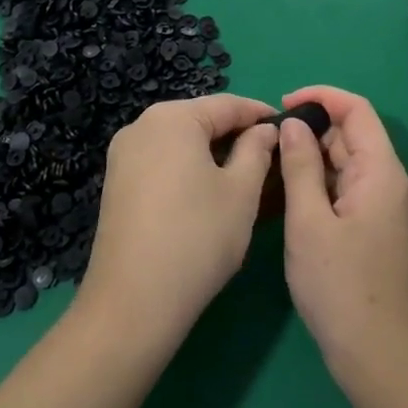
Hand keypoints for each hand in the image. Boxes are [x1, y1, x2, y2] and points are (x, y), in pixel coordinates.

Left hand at [79, 93, 279, 349]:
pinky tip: (208, 195)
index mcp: (173, 117)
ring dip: (213, 154)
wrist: (133, 303)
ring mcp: (123, 154)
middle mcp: (142, 125)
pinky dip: (188, 169)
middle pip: (201, 120)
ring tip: (245, 179)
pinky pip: (162, 162)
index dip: (262, 115)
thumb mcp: (242, 191)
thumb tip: (265, 130)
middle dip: (236, 135)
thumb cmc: (197, 238)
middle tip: (271, 158)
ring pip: (181, 142)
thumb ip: (257, 150)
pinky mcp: (116, 183)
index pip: (228, 104)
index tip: (291, 129)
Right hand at [277, 86, 407, 396]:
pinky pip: (348, 188)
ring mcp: (386, 208)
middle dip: (312, 130)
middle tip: (268, 145)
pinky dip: (321, 183)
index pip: (356, 109)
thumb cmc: (341, 288)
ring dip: (313, 158)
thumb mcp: (309, 222)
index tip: (283, 105)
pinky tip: (293, 197)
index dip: (321, 96)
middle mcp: (390, 182)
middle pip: (351, 135)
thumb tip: (294, 123)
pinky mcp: (377, 229)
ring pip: (347, 163)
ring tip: (273, 168)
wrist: (380, 360)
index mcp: (381, 171)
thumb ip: (300, 166)